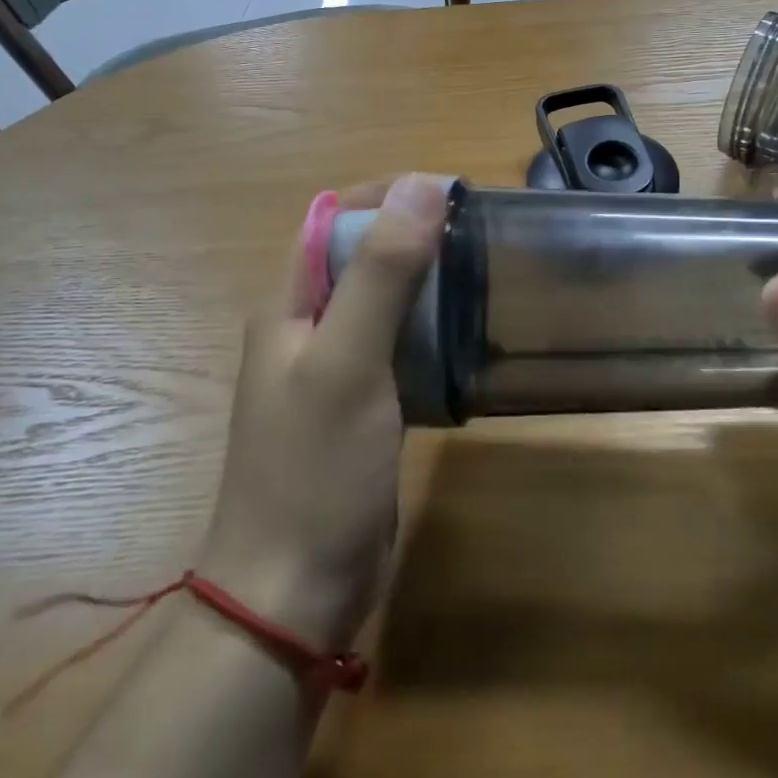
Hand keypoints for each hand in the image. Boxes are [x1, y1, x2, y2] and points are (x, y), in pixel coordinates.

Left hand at [198, 173, 445, 650]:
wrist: (293, 592)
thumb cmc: (314, 470)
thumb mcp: (348, 361)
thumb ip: (381, 272)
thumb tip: (422, 185)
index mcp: (290, 302)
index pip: (336, 216)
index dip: (389, 194)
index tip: (453, 194)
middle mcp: (308, 325)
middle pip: (364, 255)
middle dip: (416, 233)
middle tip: (482, 233)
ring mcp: (335, 368)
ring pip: (386, 300)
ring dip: (428, 280)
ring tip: (486, 272)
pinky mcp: (363, 404)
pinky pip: (400, 345)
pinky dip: (432, 329)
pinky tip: (470, 333)